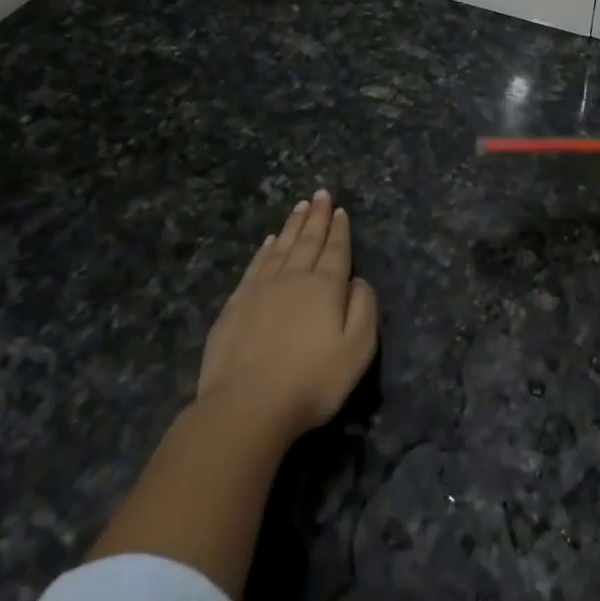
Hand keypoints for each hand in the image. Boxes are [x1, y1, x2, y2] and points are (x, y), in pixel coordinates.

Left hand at [196, 190, 378, 442]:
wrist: (246, 406)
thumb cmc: (311, 381)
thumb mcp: (357, 349)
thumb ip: (364, 308)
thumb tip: (358, 280)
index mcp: (326, 287)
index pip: (336, 250)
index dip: (339, 229)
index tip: (340, 209)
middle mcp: (294, 278)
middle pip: (308, 241)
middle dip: (317, 216)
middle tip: (320, 194)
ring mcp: (261, 289)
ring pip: (282, 248)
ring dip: (293, 226)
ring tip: (300, 207)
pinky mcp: (236, 305)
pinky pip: (256, 266)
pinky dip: (265, 250)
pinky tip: (269, 242)